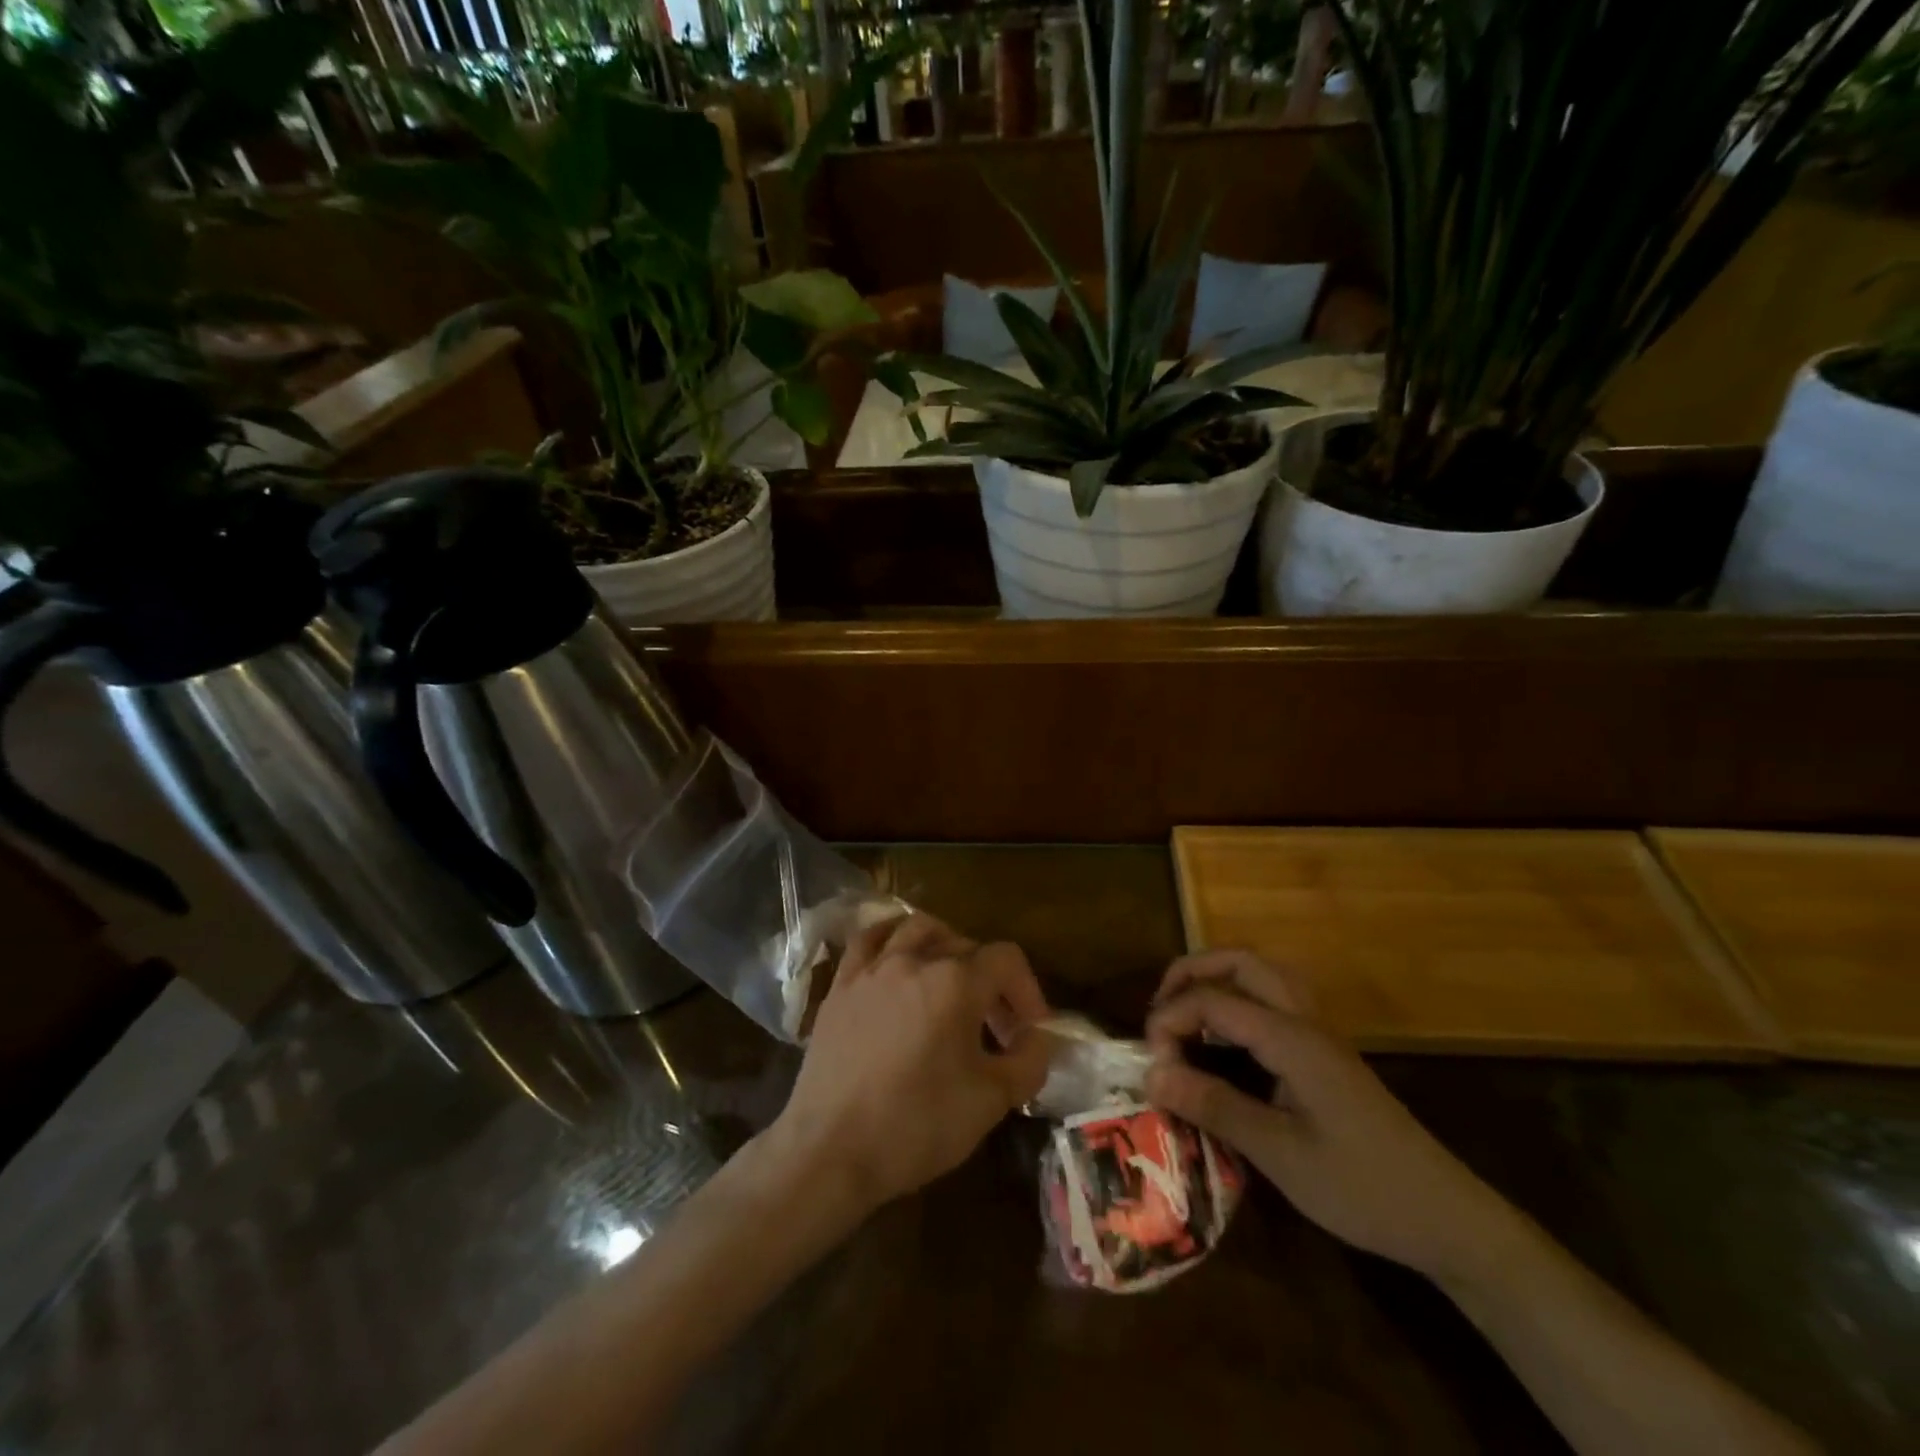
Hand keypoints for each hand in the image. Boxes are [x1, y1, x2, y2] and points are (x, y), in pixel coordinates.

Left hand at [767, 913, 1051, 1214]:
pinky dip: (891, 938)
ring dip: (944, 946)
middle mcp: (914, 960)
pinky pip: (868, 940)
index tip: (1030, 1030)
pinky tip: (897, 959)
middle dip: (990, 980)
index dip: (1027, 990)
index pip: (1006, 959)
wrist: (830, 1150)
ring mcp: (872, 969)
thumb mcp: (990, 1102)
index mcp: (956, 982)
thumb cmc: (916, 1125)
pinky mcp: (841, 985)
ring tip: (951, 980)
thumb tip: (1036, 1039)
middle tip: (995, 1025)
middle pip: (966, 944)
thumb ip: (1028, 1062)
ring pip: (917, 929)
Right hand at [1144, 949, 1512, 1280]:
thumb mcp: (1280, 1155)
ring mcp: (1319, 1033)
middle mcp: (1304, 1020)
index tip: (1151, 1065)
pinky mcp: (1326, 1052)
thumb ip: (1214, 1106)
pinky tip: (1227, 1037)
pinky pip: (1275, 998)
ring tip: (1185, 1013)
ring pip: (1262, 973)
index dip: (1170, 1021)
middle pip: (1241, 962)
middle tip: (1158, 1009)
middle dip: (1190, 972)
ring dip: (1217, 978)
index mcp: (1291, 1038)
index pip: (1213, 1000)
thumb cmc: (1362, 1187)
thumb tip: (1150, 1075)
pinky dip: (1239, 998)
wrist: (1446, 1217)